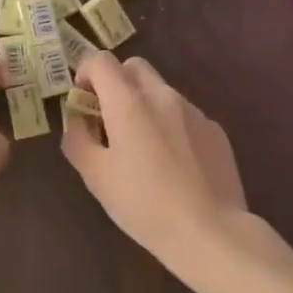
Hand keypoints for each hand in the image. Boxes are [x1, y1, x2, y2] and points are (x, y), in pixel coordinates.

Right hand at [62, 54, 247, 264]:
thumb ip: (78, 137)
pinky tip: (173, 164)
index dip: (86, 74)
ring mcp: (194, 111)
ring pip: (160, 90)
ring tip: (143, 148)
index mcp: (129, 102)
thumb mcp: (95, 175)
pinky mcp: (215, 130)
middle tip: (109, 120)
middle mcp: (163, 95)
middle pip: (134, 67)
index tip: (83, 102)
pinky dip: (170, 125)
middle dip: (116, 83)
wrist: (209, 231)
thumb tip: (77, 117)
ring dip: (143, 105)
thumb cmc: (143, 204)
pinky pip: (184, 114)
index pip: (101, 61)